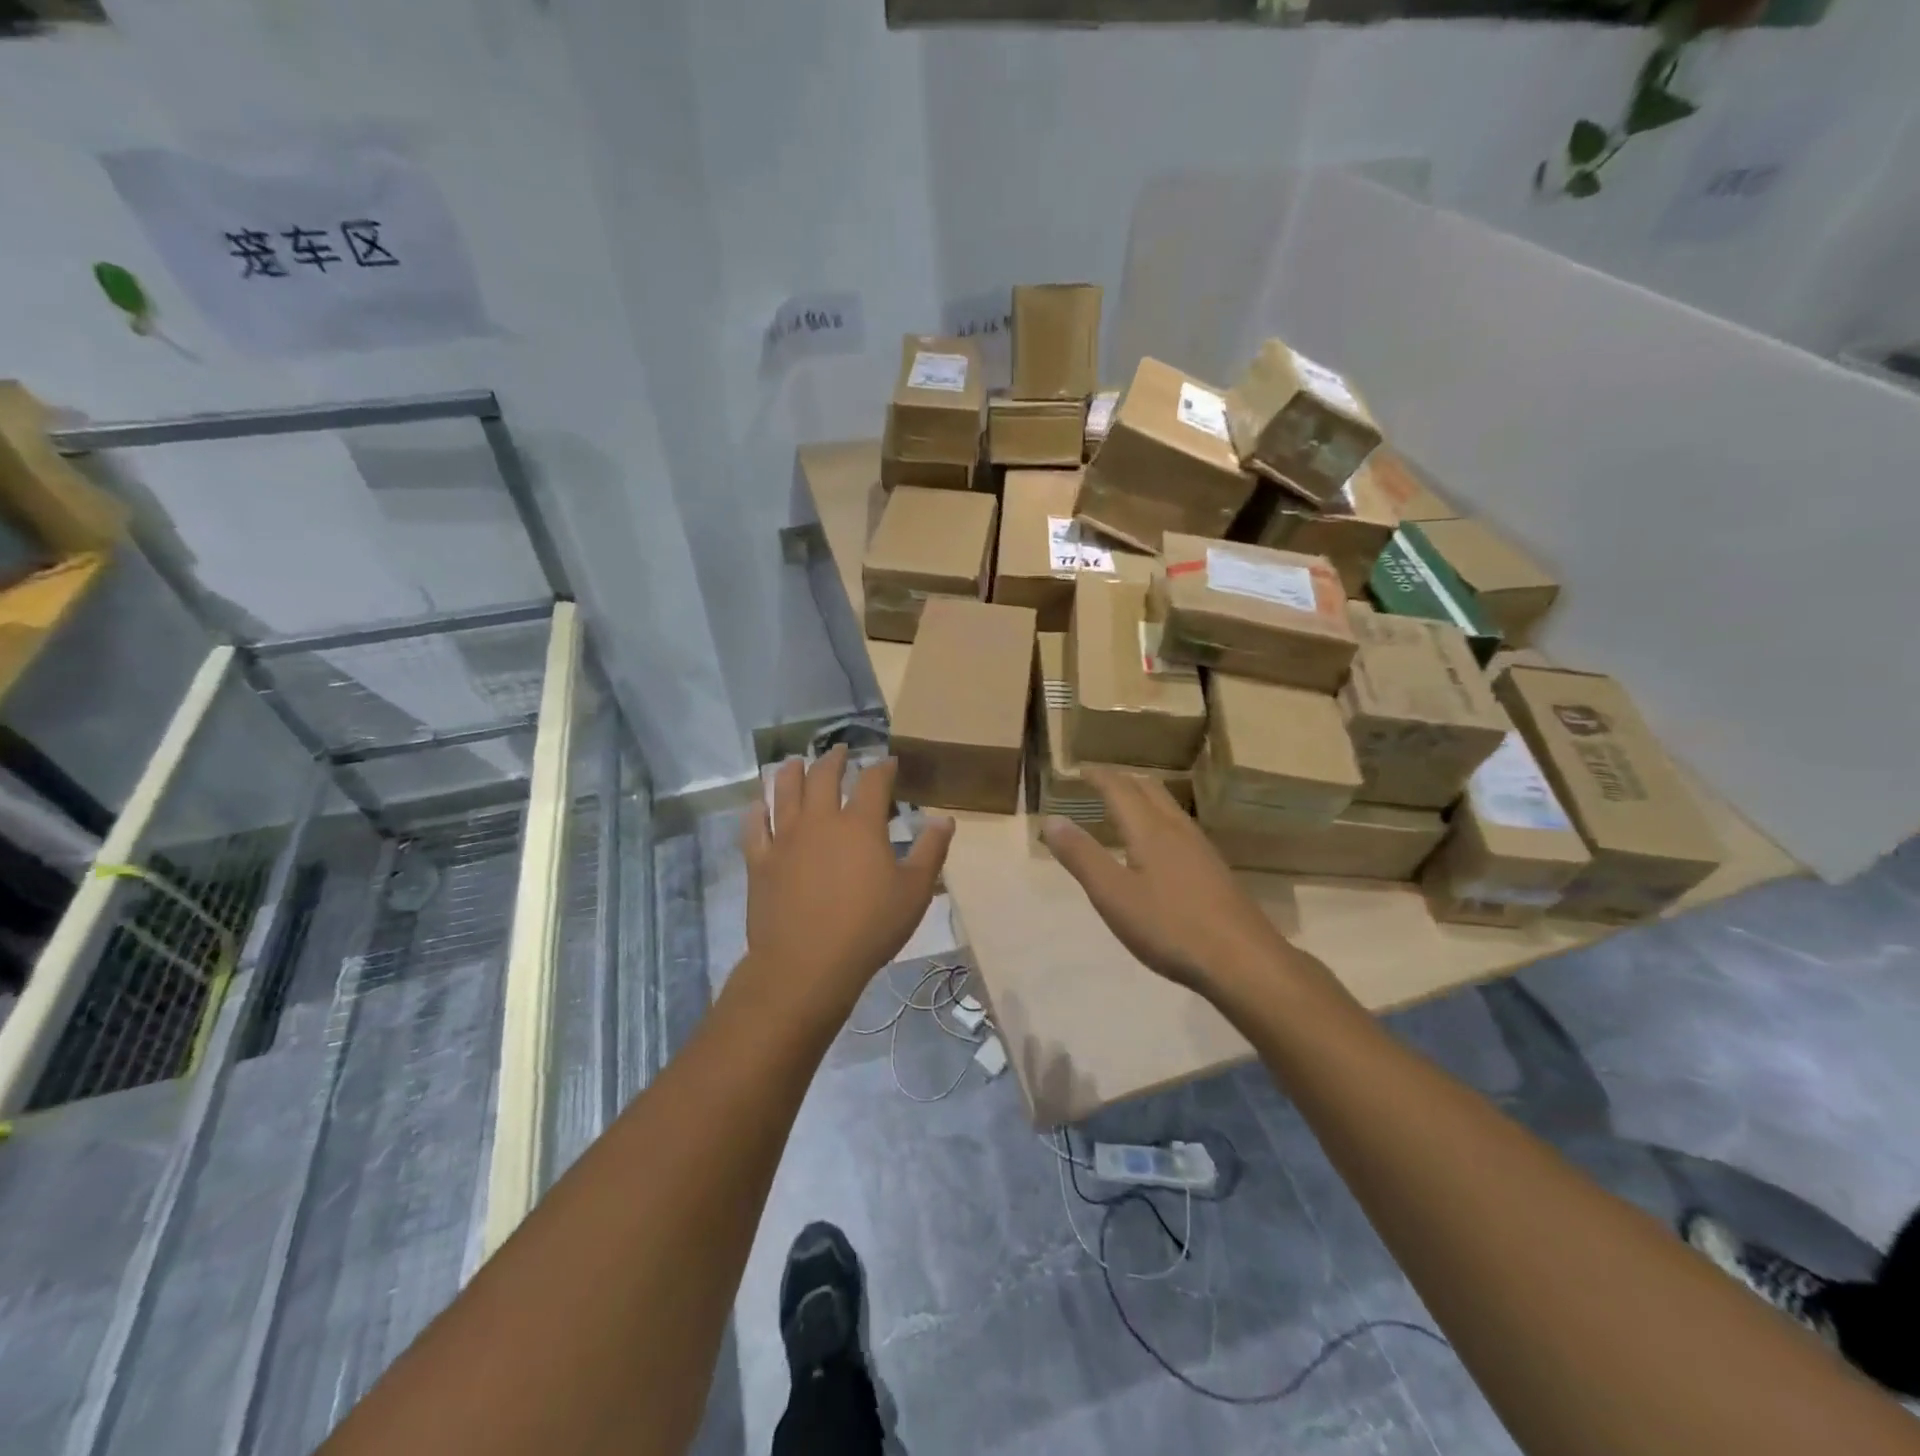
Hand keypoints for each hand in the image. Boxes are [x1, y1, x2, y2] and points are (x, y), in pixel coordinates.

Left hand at [738, 746, 953, 1019]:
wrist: (807, 964)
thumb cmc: (869, 927)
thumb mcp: (914, 891)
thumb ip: (930, 850)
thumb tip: (945, 818)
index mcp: (859, 824)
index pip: (873, 781)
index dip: (882, 767)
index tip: (888, 761)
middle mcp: (819, 820)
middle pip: (823, 776)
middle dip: (833, 759)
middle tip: (839, 751)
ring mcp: (784, 839)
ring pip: (784, 792)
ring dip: (791, 773)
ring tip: (795, 762)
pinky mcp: (759, 862)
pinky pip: (754, 827)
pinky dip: (756, 812)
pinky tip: (757, 805)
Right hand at [1041, 767, 1294, 996]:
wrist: (1243, 960)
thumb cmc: (1170, 927)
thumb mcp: (1113, 895)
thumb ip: (1081, 856)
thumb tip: (1051, 820)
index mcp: (1150, 830)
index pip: (1120, 789)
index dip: (1098, 776)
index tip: (1079, 769)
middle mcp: (1178, 830)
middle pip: (1150, 790)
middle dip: (1123, 780)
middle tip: (1101, 782)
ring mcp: (1202, 849)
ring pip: (1169, 807)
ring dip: (1144, 798)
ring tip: (1126, 806)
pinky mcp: (1215, 870)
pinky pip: (1181, 828)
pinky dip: (1160, 819)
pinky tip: (1160, 846)